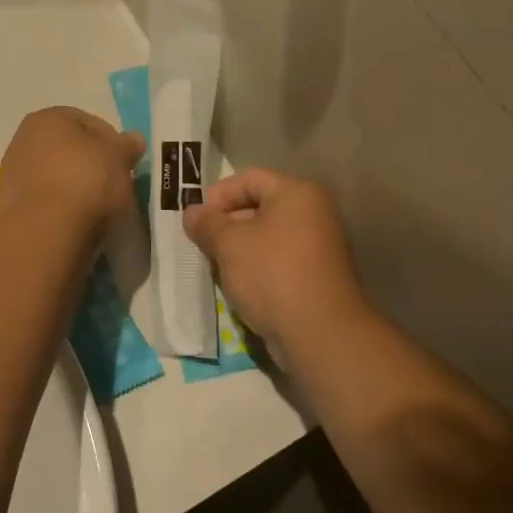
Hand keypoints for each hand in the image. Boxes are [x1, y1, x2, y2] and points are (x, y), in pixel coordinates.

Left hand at [0, 107, 145, 235]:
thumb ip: (127, 145)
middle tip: (114, 182)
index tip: (126, 162)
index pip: (88, 122)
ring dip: (75, 185)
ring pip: (56, 174)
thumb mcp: (119, 158)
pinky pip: (46, 198)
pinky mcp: (11, 205)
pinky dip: (61, 205)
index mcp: (48, 118)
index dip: (112, 141)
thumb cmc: (87, 181)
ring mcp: (13, 173)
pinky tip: (78, 219)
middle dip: (91, 162)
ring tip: (98, 205)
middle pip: (68, 148)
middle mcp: (23, 139)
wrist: (48, 230)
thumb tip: (134, 139)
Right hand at [183, 169, 368, 362]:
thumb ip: (207, 223)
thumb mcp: (229, 245)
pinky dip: (257, 269)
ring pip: (268, 238)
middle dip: (226, 224)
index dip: (219, 194)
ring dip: (239, 250)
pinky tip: (239, 288)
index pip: (250, 178)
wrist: (320, 334)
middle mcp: (315, 214)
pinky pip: (279, 262)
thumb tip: (192, 212)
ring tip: (216, 268)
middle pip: (260, 207)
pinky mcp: (317, 278)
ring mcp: (320, 247)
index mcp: (298, 194)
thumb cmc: (272, 275)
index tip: (197, 219)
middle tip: (202, 245)